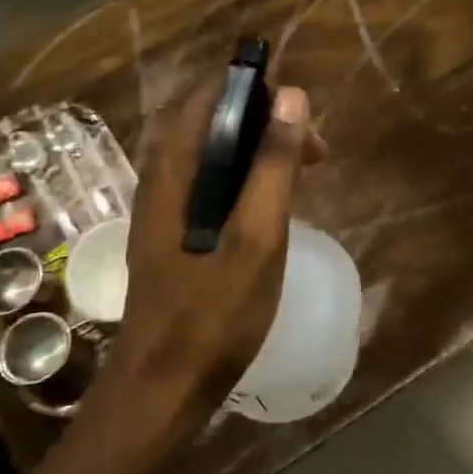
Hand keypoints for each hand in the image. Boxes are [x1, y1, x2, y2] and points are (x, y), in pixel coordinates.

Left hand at [110, 79, 323, 417]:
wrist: (163, 385)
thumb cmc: (213, 312)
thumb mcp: (257, 236)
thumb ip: (274, 166)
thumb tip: (292, 96)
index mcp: (173, 168)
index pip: (206, 94)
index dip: (253, 88)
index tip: (300, 111)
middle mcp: (160, 177)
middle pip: (207, 119)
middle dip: (262, 119)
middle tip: (312, 148)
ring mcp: (162, 207)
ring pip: (210, 152)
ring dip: (256, 148)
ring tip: (302, 170)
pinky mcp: (171, 232)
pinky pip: (208, 181)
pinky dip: (244, 176)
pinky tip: (271, 203)